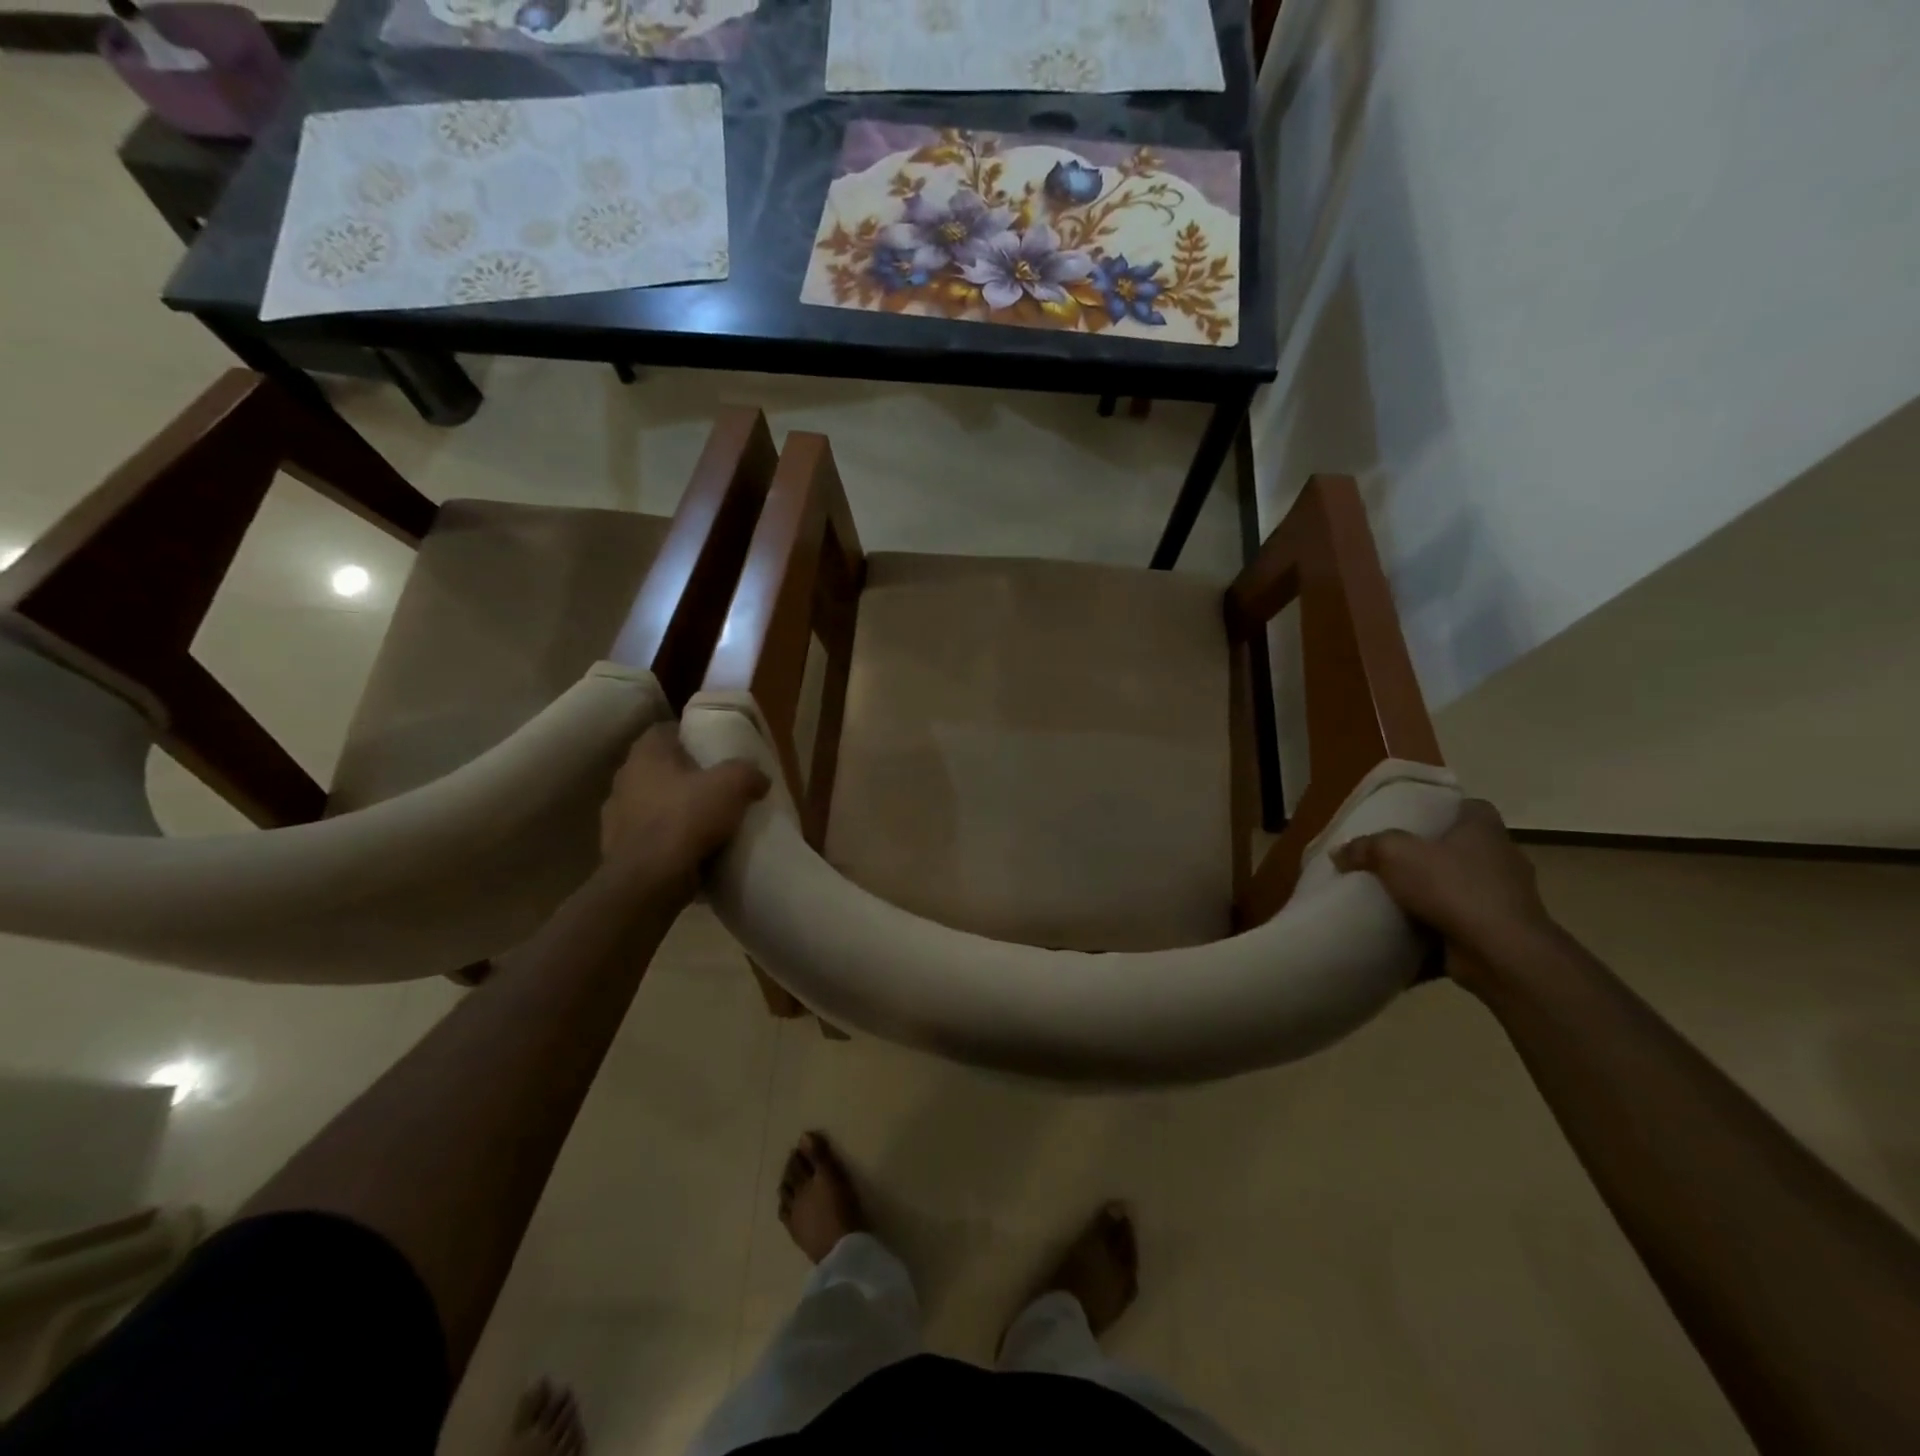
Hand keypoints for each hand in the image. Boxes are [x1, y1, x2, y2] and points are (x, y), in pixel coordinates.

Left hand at [600, 724, 768, 893]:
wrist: (649, 880)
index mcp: (646, 754)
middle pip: (660, 769)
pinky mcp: (617, 849)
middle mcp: (624, 779)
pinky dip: (668, 841)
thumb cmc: (686, 818)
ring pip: (653, 804)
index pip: (665, 731)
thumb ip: (748, 772)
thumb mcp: (733, 785)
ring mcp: (616, 816)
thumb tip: (759, 778)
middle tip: (717, 786)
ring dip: (675, 810)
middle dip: (685, 776)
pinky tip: (692, 851)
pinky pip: (650, 837)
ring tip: (707, 822)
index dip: (690, 737)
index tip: (714, 750)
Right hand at [1332, 799, 1560, 993]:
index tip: (1413, 820)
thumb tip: (1339, 852)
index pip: (1470, 807)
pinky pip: (1462, 924)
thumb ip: (1365, 847)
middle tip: (1393, 860)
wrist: (1499, 952)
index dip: (1443, 810)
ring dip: (1436, 895)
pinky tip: (1408, 934)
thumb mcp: (1394, 853)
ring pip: (1463, 888)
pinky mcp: (1501, 933)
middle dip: (1432, 855)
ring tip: (1395, 899)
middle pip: (1464, 848)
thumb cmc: (1452, 886)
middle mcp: (1502, 859)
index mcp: (1484, 830)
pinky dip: (1439, 929)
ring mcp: (1505, 898)